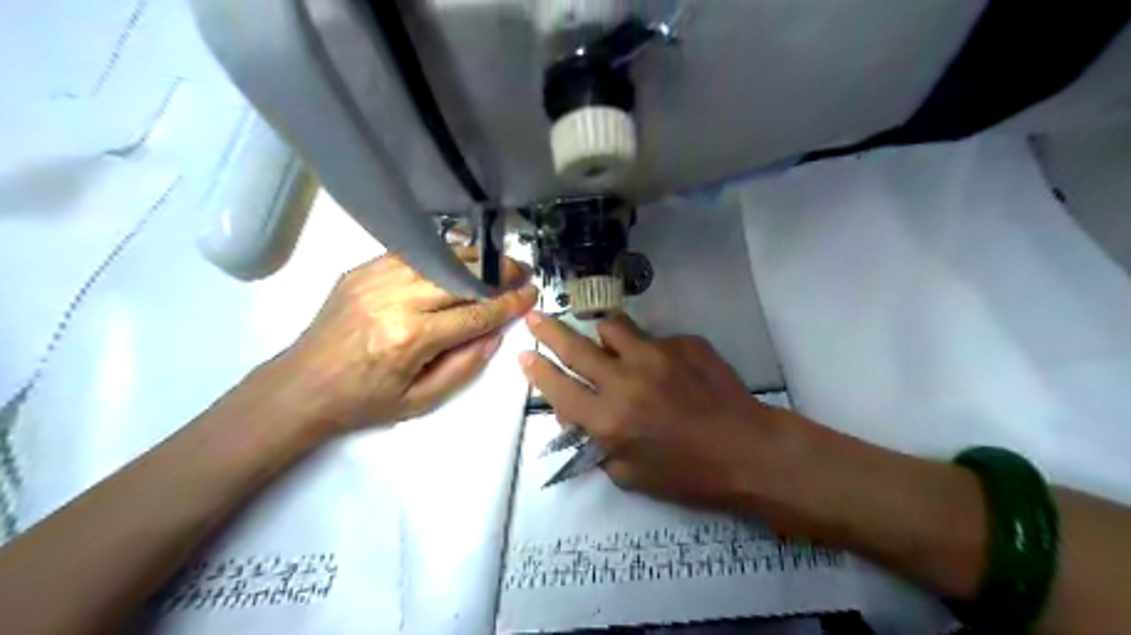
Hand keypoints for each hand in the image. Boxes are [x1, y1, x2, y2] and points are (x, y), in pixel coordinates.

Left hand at [277, 248, 534, 431]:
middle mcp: (395, 300)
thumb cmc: (363, 402)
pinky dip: (440, 254)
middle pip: (459, 277)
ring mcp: (374, 279)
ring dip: (473, 258)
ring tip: (497, 262)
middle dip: (497, 273)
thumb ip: (464, 366)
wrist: (300, 387)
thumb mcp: (420, 401)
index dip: (507, 303)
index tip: (531, 293)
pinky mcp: (360, 270)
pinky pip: (411, 254)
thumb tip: (495, 334)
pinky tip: (458, 258)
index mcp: (411, 338)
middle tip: (522, 271)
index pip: (474, 313)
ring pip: (437, 258)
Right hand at [517, 313, 792, 509]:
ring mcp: (657, 356)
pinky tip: (669, 370)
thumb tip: (579, 416)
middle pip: (575, 347)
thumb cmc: (688, 474)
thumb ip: (597, 444)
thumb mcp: (631, 475)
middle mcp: (626, 381)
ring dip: (604, 336)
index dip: (537, 371)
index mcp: (610, 420)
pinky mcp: (684, 343)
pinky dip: (650, 351)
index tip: (525, 355)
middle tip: (535, 317)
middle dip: (548, 331)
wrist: (748, 450)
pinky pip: (653, 338)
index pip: (559, 388)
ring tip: (611, 347)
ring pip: (613, 327)